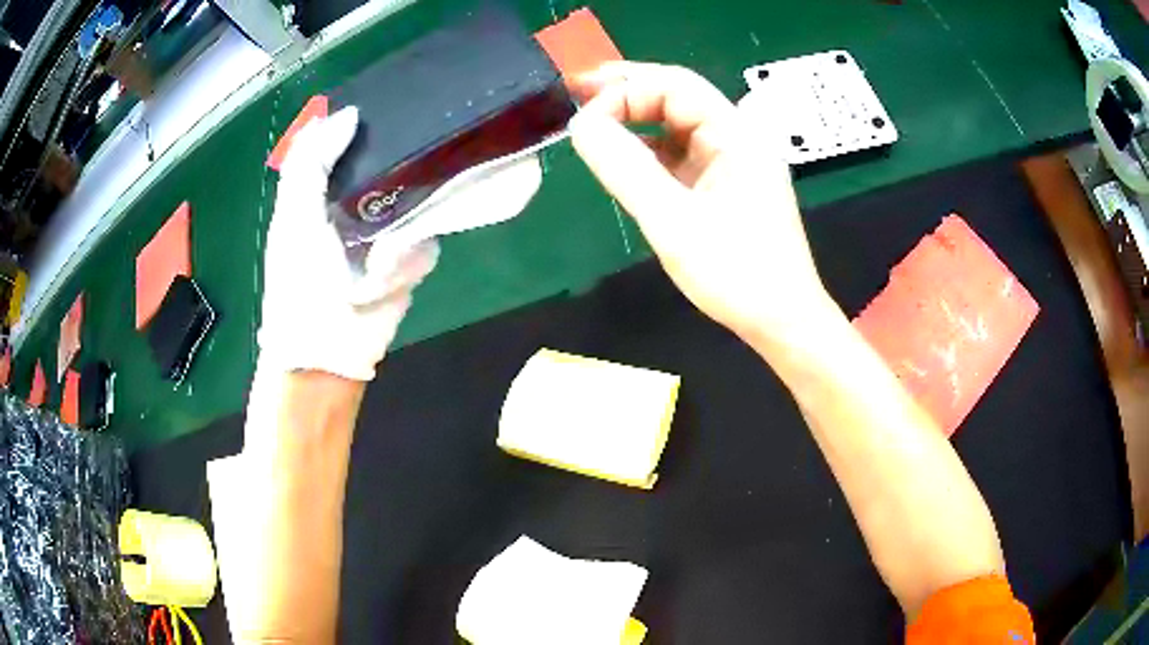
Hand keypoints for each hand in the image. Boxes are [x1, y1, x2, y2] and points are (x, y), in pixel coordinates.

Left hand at [258, 107, 438, 380]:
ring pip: (419, 203)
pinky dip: (407, 261)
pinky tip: (384, 280)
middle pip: (396, 163)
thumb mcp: (292, 215)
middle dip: (403, 168)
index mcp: (326, 188)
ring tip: (375, 260)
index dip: (371, 124)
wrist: (328, 352)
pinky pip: (427, 241)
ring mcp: (389, 230)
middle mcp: (359, 201)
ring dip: (398, 231)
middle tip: (412, 164)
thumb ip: (311, 162)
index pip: (355, 141)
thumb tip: (348, 114)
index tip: (394, 108)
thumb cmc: (299, 283)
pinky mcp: (410, 260)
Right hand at [569, 62, 836, 345]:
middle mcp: (736, 137)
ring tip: (591, 120)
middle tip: (576, 92)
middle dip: (626, 91)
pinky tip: (622, 156)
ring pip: (676, 124)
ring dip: (634, 118)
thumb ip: (625, 169)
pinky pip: (680, 153)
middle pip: (676, 96)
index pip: (675, 86)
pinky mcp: (723, 184)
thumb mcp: (674, 221)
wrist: (781, 321)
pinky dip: (647, 150)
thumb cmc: (737, 274)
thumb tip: (581, 125)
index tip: (584, 120)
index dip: (624, 91)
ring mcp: (731, 161)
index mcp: (736, 134)